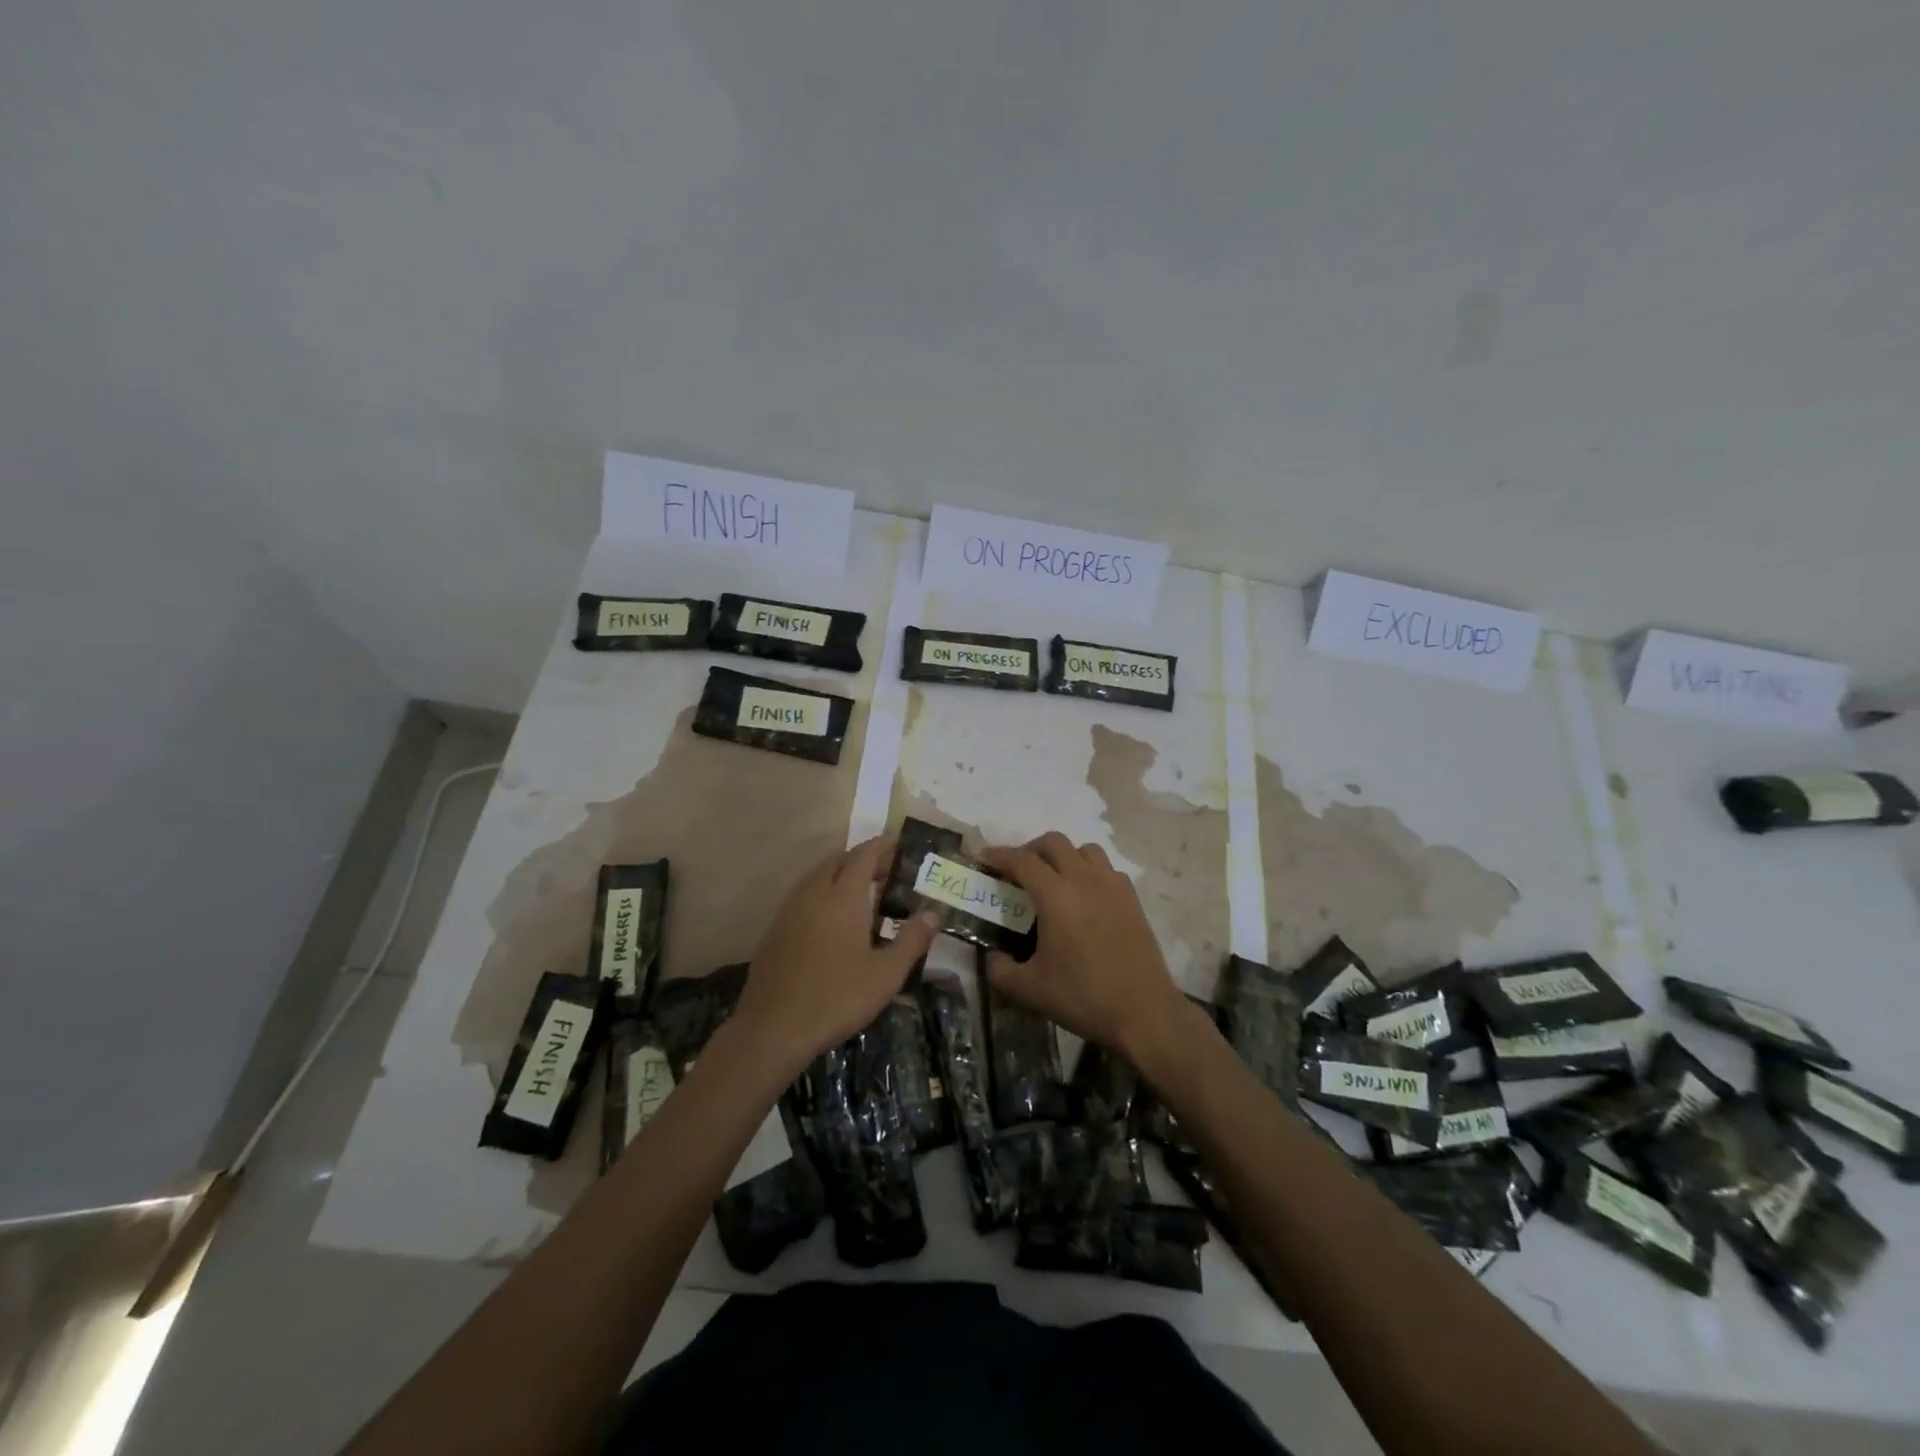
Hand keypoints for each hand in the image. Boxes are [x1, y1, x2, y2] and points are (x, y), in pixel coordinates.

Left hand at [734, 835, 937, 1073]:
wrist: (772, 1028)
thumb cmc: (837, 998)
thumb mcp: (886, 974)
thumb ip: (912, 940)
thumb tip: (934, 913)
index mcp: (842, 896)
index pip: (864, 855)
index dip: (882, 846)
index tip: (899, 844)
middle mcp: (813, 893)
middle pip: (838, 860)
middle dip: (862, 858)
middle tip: (885, 871)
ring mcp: (789, 910)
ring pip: (816, 875)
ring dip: (839, 873)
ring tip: (861, 892)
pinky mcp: (774, 930)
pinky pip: (802, 895)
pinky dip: (821, 892)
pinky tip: (831, 919)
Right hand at [981, 832, 1190, 1064]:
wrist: (1143, 1012)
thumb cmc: (1083, 997)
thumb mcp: (1029, 990)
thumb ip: (1001, 971)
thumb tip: (994, 958)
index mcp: (1056, 896)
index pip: (1022, 860)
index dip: (999, 855)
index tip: (985, 859)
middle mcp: (1084, 880)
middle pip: (1054, 842)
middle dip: (1030, 850)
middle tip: (1018, 871)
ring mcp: (1112, 886)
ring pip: (1085, 850)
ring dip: (1064, 856)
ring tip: (1054, 879)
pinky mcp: (1132, 899)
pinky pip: (1107, 869)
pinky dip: (1091, 872)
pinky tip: (1086, 897)